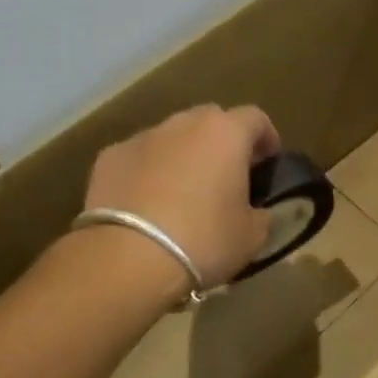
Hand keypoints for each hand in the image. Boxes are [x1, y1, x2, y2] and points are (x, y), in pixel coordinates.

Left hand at [83, 105, 280, 289]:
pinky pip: (139, 158)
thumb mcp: (251, 236)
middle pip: (211, 120)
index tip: (269, 162)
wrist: (127, 259)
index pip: (255, 118)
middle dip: (222, 142)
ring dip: (184, 155)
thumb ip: (261, 215)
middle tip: (227, 175)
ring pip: (172, 137)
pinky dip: (148, 172)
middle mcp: (184, 123)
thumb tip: (256, 212)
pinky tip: (147, 204)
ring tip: (184, 192)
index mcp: (226, 134)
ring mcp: (142, 137)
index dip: (266, 138)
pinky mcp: (109, 158)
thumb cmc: (203, 241)